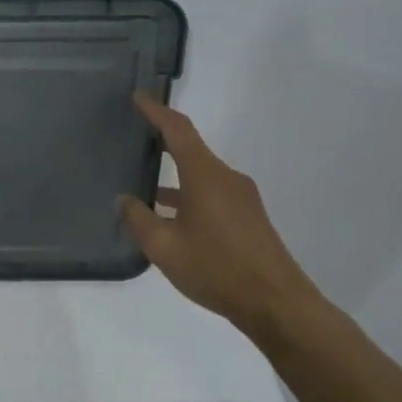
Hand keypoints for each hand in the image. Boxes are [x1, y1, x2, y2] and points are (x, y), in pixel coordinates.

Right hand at [119, 95, 331, 348]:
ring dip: (174, 175)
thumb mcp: (164, 247)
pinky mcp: (247, 217)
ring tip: (142, 183)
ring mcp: (240, 198)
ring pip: (200, 175)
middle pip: (190, 149)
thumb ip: (139, 219)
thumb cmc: (216, 268)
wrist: (275, 303)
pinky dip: (187, 195)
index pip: (178, 130)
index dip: (156, 111)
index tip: (137, 97)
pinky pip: (210, 193)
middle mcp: (226, 178)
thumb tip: (125, 200)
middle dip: (162, 142)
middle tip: (133, 138)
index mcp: (205, 175)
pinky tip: (169, 217)